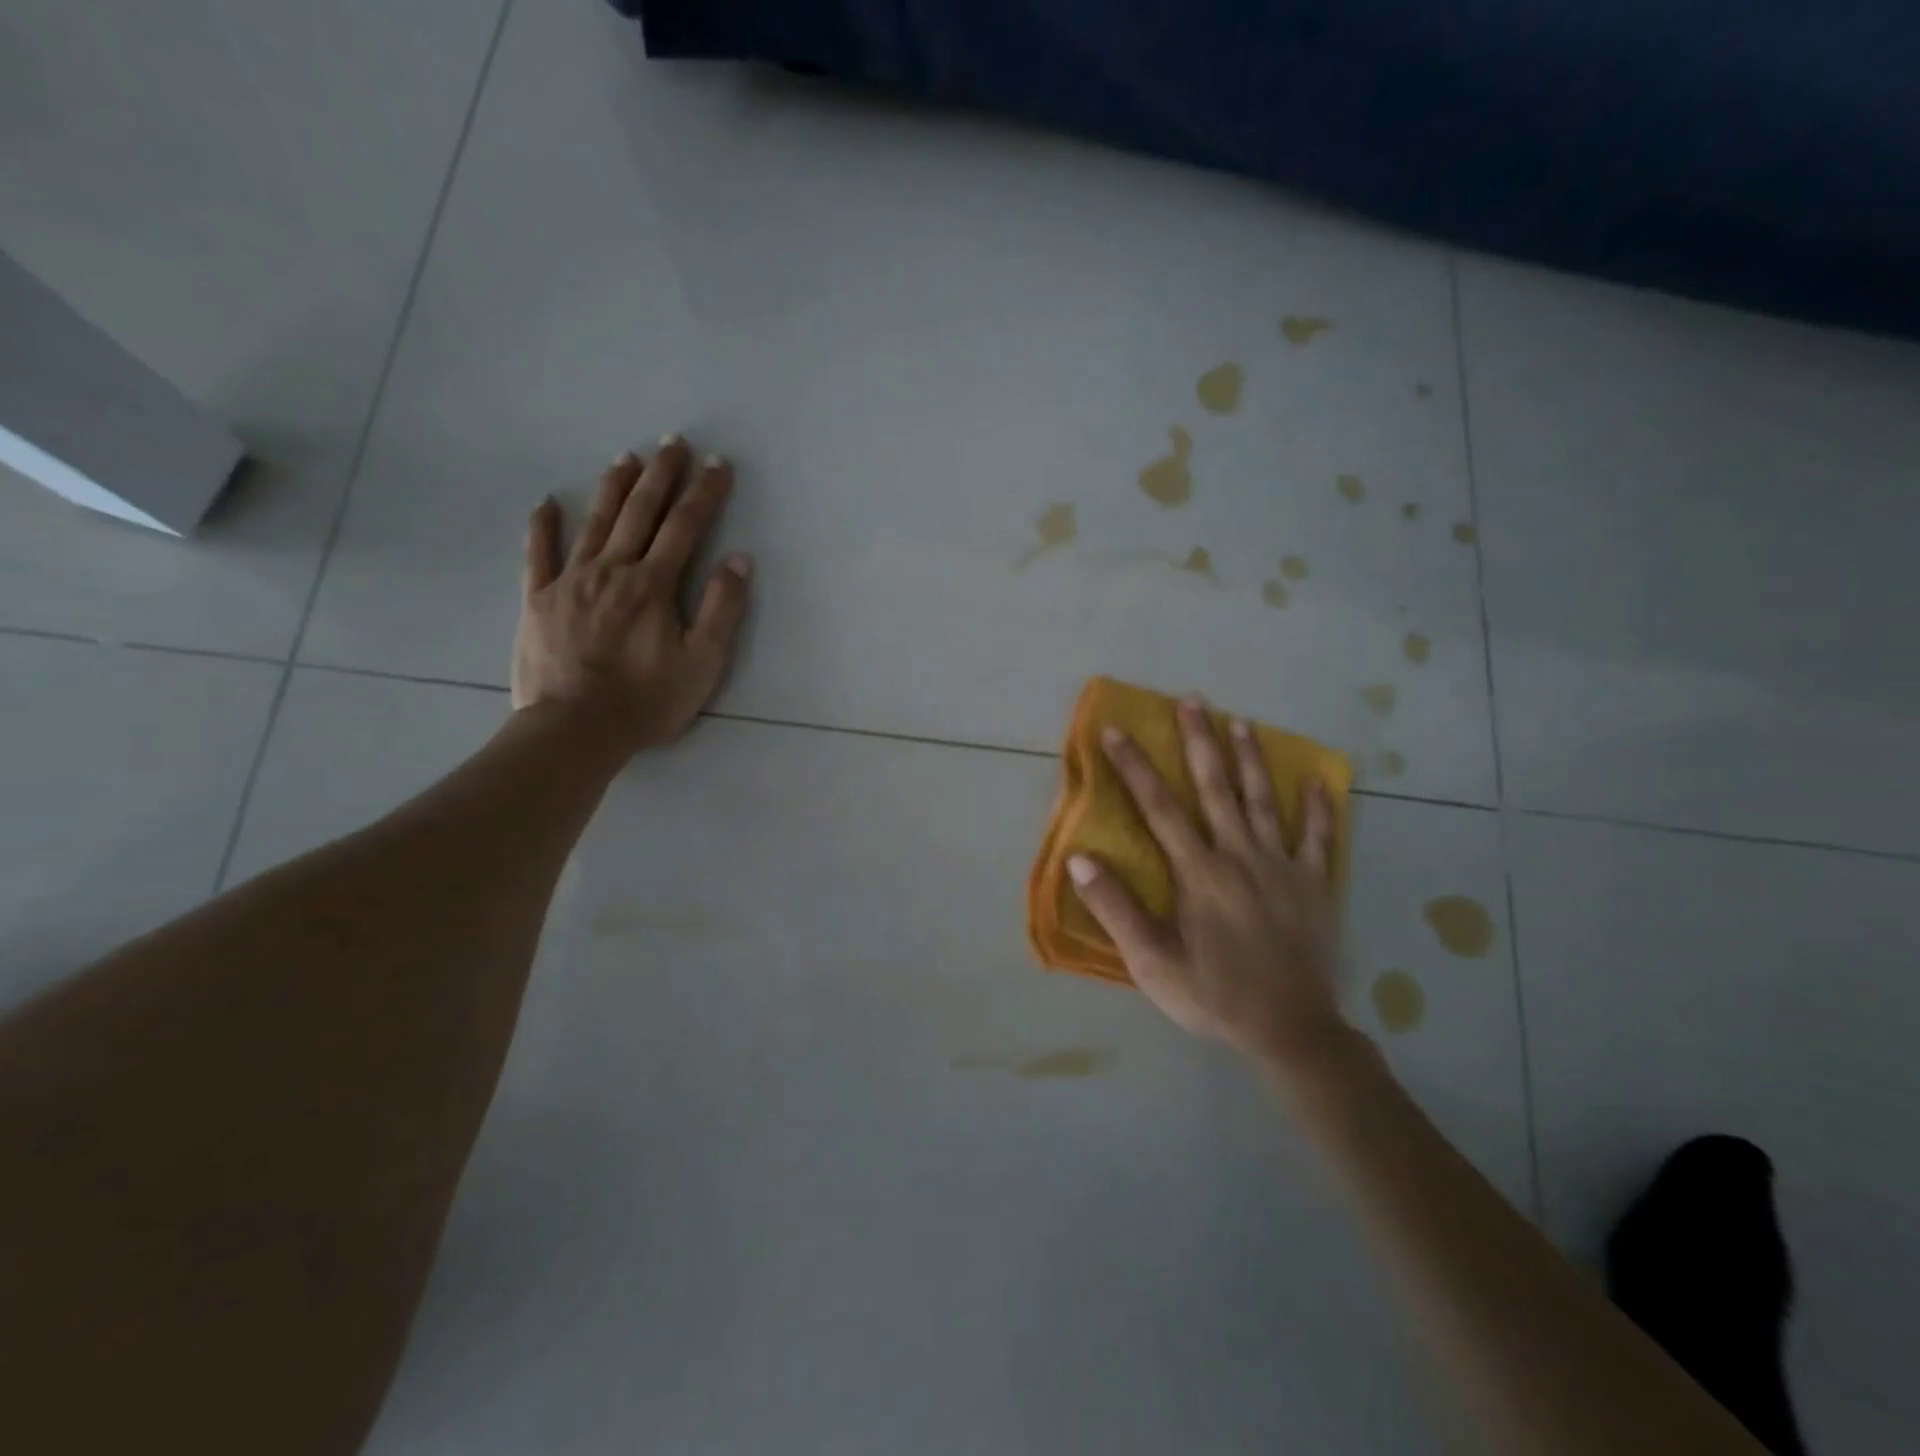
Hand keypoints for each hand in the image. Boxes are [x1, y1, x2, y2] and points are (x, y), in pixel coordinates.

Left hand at [511, 435, 751, 751]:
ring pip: (594, 523)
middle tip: (673, 442)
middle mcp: (613, 570)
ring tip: (626, 458)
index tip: (718, 464)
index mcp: (654, 584)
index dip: (704, 492)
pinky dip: (543, 527)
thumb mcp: (702, 662)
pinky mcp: (538, 600)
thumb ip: (721, 608)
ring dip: (613, 488)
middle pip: (640, 512)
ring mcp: (570, 581)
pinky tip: (546, 504)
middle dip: (661, 475)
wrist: (575, 730)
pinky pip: (539, 554)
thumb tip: (740, 559)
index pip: (685, 526)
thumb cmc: (646, 700)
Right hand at [1067, 697, 1346, 1066]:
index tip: (1116, 732)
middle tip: (1192, 700)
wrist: (1290, 1031)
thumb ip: (1116, 908)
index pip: (1159, 807)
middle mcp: (1239, 856)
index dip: (1135, 767)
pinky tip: (1317, 780)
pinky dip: (1318, 807)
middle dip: (1199, 741)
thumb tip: (1080, 858)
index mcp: (1198, 872)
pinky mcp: (1315, 884)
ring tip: (1240, 722)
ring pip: (1264, 800)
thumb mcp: (1152, 962)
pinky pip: (1318, 838)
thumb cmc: (1213, 995)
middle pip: (1216, 788)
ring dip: (1250, 758)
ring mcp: (1282, 866)